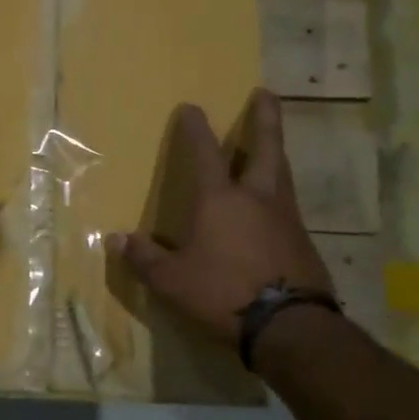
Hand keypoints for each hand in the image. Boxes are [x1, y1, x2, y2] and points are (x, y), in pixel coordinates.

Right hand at [112, 90, 333, 344]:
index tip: (191, 107)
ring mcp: (285, 218)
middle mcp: (257, 199)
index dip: (196, 129)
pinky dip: (280, 191)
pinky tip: (274, 204)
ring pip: (282, 173)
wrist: (290, 326)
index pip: (205, 154)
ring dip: (275, 151)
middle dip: (263, 119)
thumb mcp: (172, 281)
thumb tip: (116, 239)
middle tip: (265, 93)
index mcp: (220, 200)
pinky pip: (288, 204)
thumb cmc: (223, 293)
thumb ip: (144, 258)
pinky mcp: (302, 241)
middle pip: (265, 148)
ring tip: (271, 142)